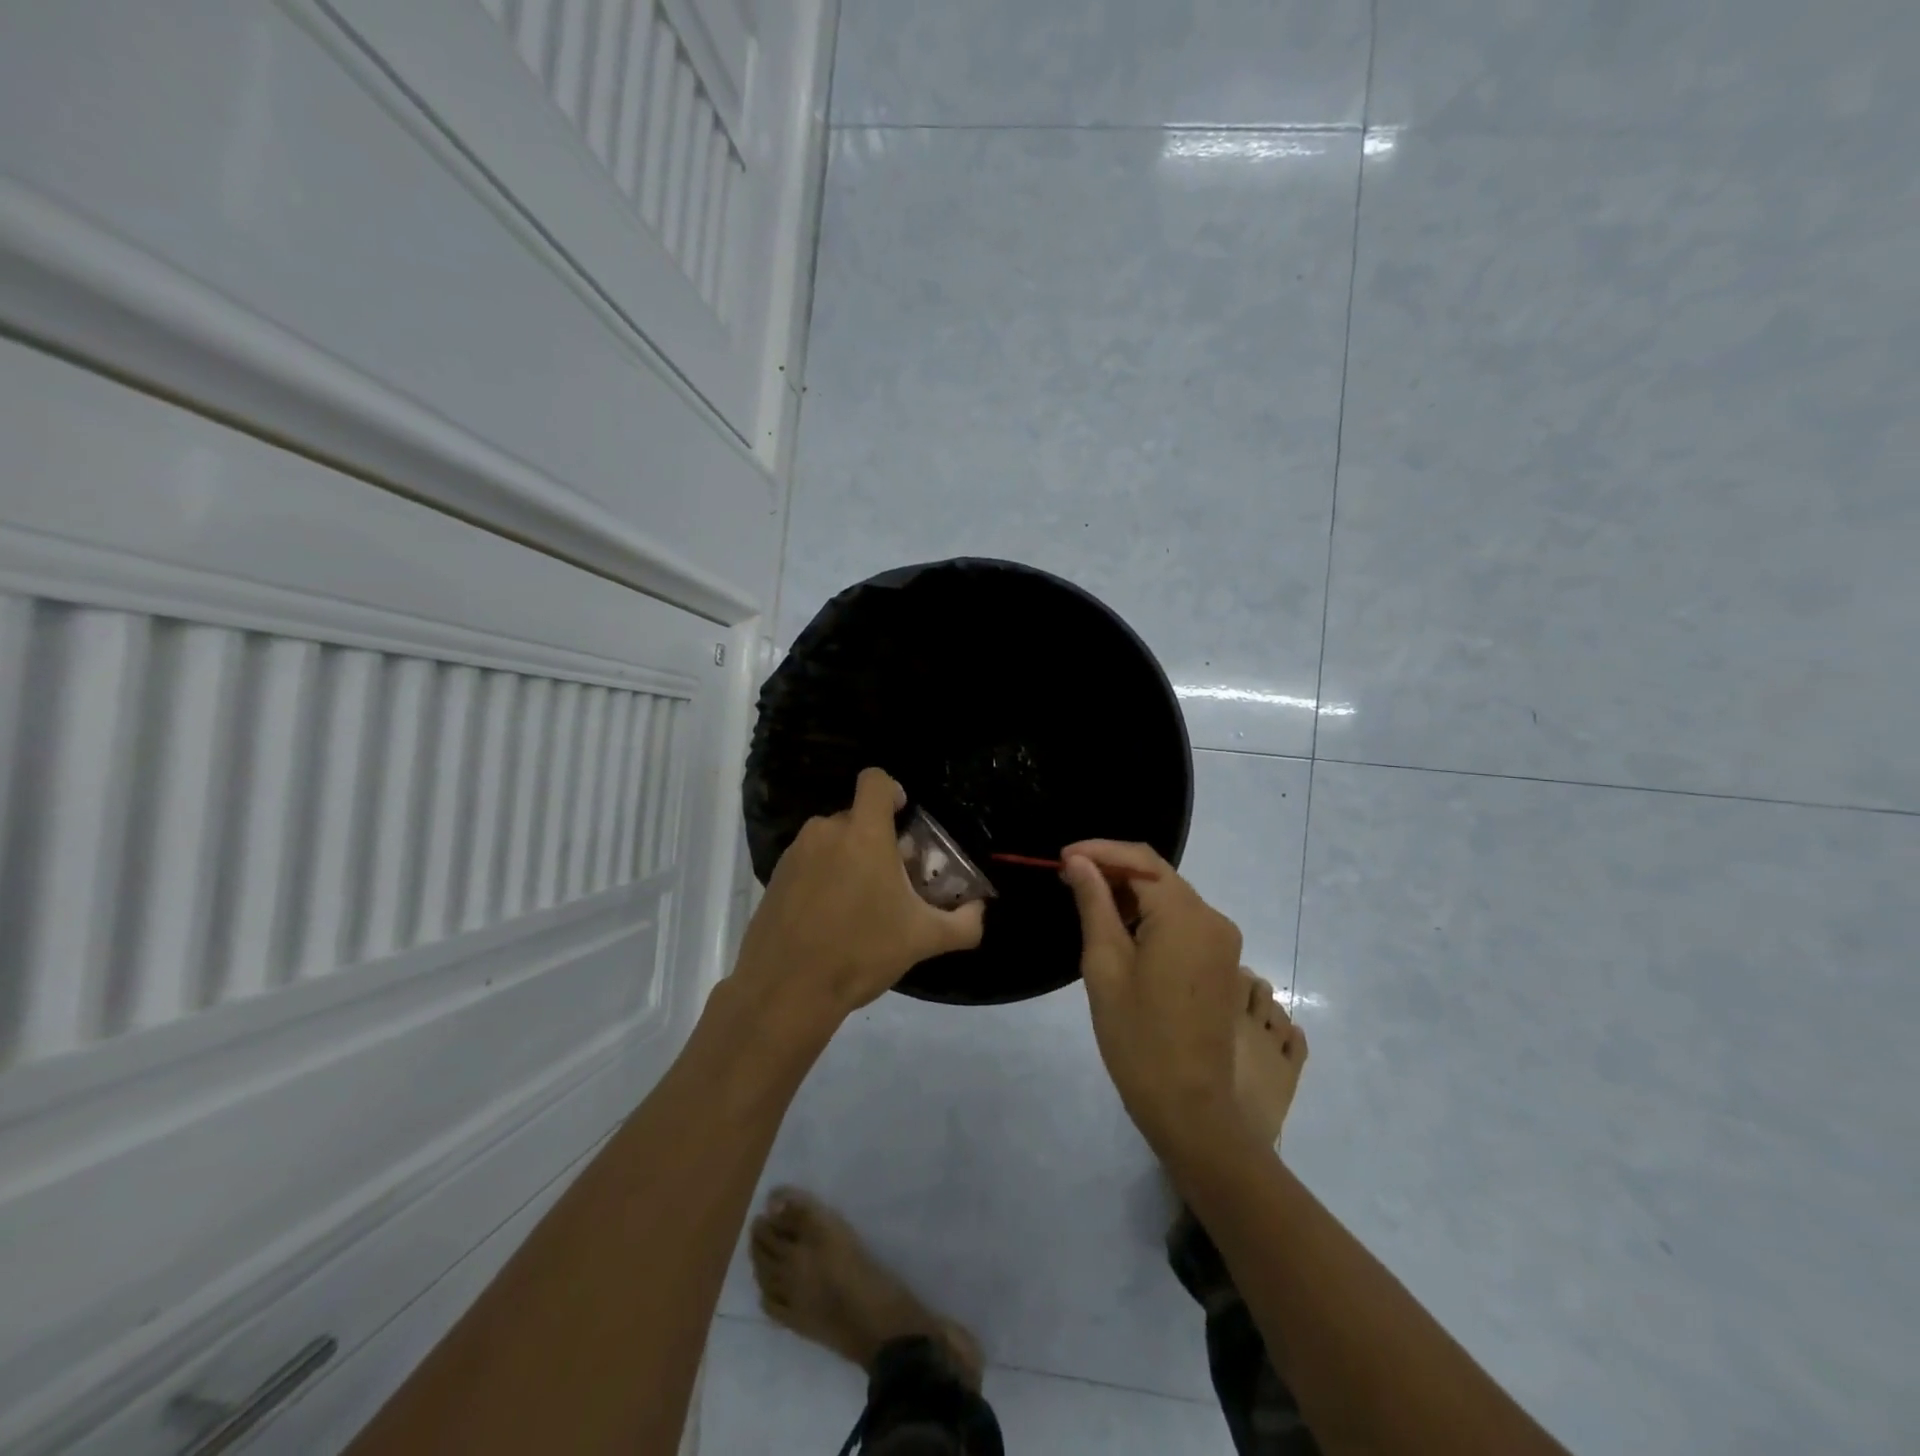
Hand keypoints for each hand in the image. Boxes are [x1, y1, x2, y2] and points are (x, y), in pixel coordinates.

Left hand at [735, 769, 985, 1031]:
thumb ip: (963, 923)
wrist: (786, 990)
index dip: (893, 791)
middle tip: (893, 877)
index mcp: (864, 834)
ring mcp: (796, 853)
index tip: (904, 818)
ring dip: (850, 857)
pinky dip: (824, 875)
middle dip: (878, 838)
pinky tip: (831, 917)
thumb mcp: (923, 940)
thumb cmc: (861, 952)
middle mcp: (826, 832)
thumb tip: (980, 911)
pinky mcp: (775, 877)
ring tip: (862, 901)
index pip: (875, 780)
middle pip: (857, 816)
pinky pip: (809, 861)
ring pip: (832, 840)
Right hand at [1061, 840, 1245, 1158]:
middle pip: (1158, 874)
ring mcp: (1222, 941)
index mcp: (1185, 916)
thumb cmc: (1138, 1037)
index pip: (1139, 860)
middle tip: (1067, 878)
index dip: (1098, 851)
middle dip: (1112, 869)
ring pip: (1170, 896)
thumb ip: (1094, 904)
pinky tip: (1119, 927)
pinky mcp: (1221, 962)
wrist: (1190, 1107)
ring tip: (1086, 900)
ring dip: (1130, 892)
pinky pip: (1182, 921)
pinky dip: (1149, 915)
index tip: (1060, 858)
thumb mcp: (1105, 965)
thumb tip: (1079, 862)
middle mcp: (1212, 918)